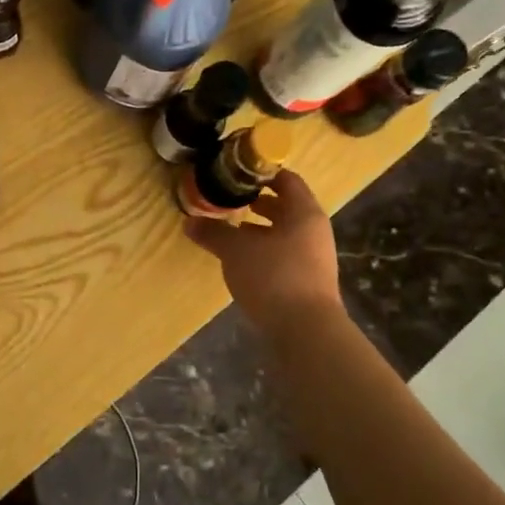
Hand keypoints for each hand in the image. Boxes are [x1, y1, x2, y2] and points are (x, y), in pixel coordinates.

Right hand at [184, 169, 340, 333]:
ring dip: (260, 229)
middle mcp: (314, 230)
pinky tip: (242, 260)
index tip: (236, 173)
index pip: (287, 180)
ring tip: (231, 229)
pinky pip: (284, 254)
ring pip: (284, 232)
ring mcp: (314, 257)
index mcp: (304, 213)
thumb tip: (189, 222)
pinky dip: (264, 250)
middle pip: (287, 206)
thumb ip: (213, 233)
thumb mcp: (236, 251)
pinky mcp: (307, 281)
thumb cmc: (274, 277)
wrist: (306, 331)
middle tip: (229, 200)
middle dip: (258, 203)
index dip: (262, 174)